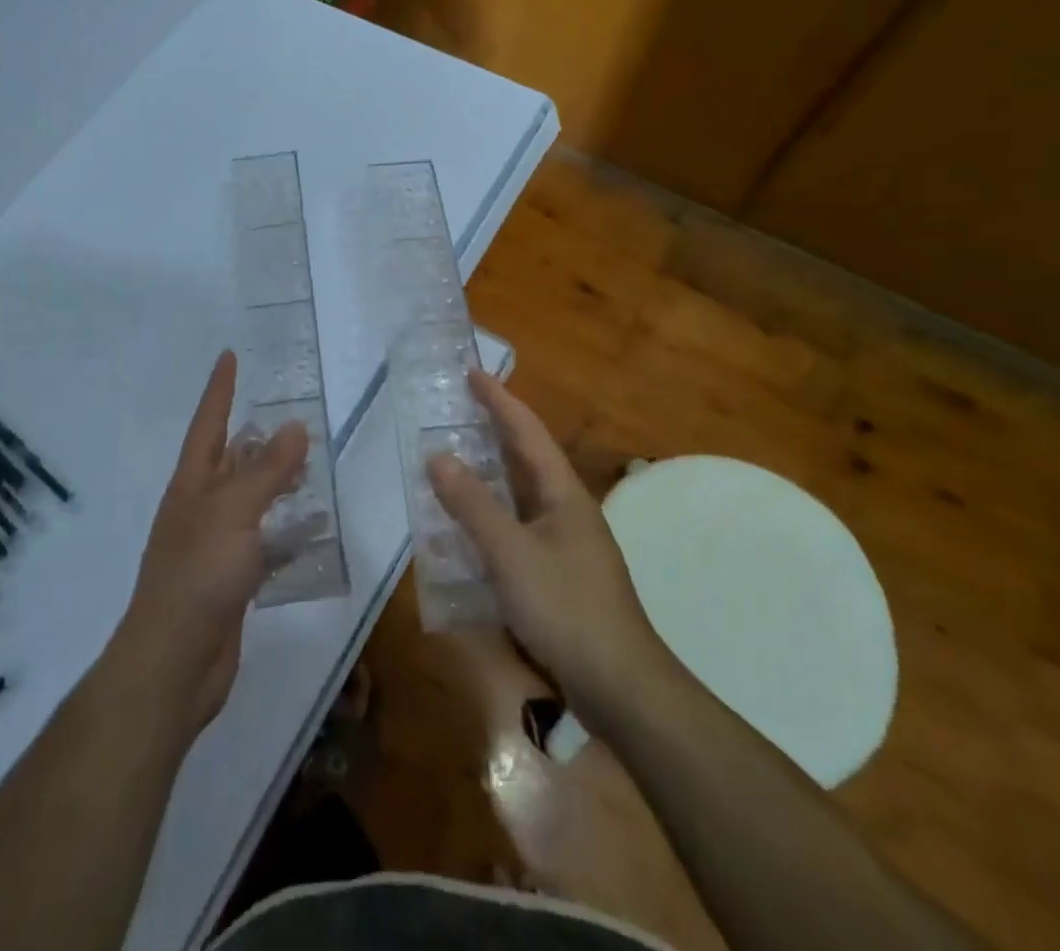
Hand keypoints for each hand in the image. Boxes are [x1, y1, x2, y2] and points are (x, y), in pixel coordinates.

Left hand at [112, 350, 307, 738]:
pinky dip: (287, 531)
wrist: (173, 663)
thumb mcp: (234, 513)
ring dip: (276, 482)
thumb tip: (294, 425)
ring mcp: (215, 545)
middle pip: (230, 461)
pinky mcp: (232, 579)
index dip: (219, 389)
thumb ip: (267, 470)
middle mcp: (201, 508)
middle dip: (255, 437)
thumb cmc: (198, 575)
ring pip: (250, 501)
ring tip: (309, 465)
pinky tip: (314, 529)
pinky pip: (264, 542)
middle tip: (290, 414)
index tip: (229, 356)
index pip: (208, 424)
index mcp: (192, 485)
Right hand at [427, 370, 675, 717]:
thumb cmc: (567, 608)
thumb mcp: (511, 553)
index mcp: (562, 493)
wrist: (621, 686)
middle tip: (458, 408)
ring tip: (456, 456)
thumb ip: (472, 505)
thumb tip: (438, 456)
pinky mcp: (559, 573)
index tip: (472, 373)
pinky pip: (518, 526)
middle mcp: (566, 509)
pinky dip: (492, 513)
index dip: (499, 400)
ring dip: (491, 472)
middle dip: (494, 429)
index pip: (527, 432)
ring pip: (522, 493)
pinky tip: (470, 525)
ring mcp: (565, 542)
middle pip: (526, 457)